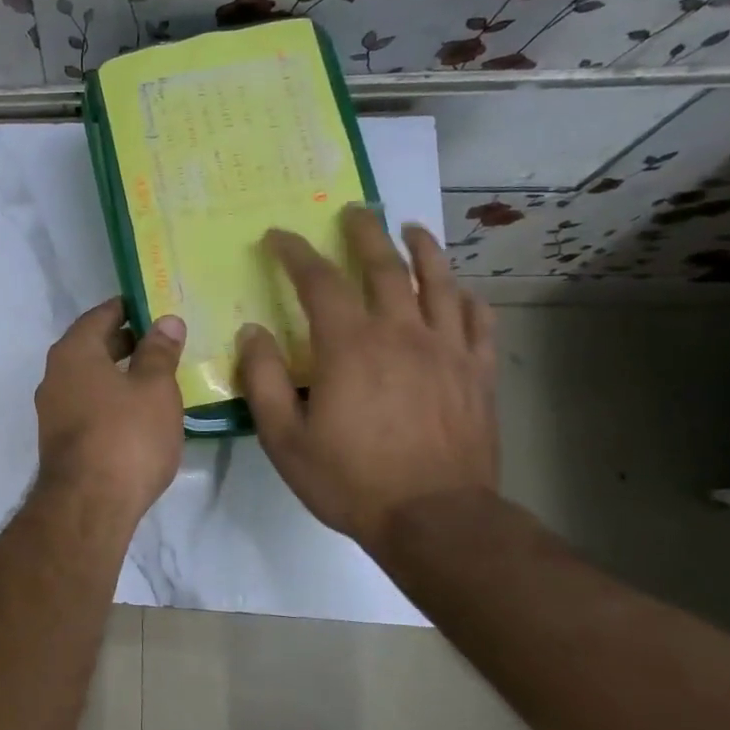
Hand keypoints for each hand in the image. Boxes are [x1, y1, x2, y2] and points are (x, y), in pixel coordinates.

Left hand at [34, 300, 186, 518]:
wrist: (88, 505)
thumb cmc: (126, 436)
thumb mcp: (154, 388)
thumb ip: (159, 352)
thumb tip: (166, 321)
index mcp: (74, 352)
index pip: (101, 315)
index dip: (130, 308)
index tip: (157, 307)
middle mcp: (55, 375)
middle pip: (93, 346)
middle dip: (127, 341)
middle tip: (165, 340)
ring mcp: (53, 410)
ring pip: (90, 378)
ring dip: (120, 373)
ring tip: (159, 376)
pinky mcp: (60, 440)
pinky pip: (89, 405)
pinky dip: (112, 399)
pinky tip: (139, 412)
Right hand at [236, 207, 497, 550]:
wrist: (436, 519)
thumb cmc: (350, 480)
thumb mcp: (284, 438)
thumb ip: (263, 380)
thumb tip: (252, 332)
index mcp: (350, 345)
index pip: (318, 281)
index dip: (295, 252)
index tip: (278, 237)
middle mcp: (401, 333)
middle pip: (384, 266)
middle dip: (363, 233)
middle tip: (353, 211)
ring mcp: (447, 349)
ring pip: (438, 282)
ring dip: (423, 249)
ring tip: (411, 229)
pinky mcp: (477, 372)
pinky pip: (477, 320)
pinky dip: (466, 296)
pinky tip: (459, 289)